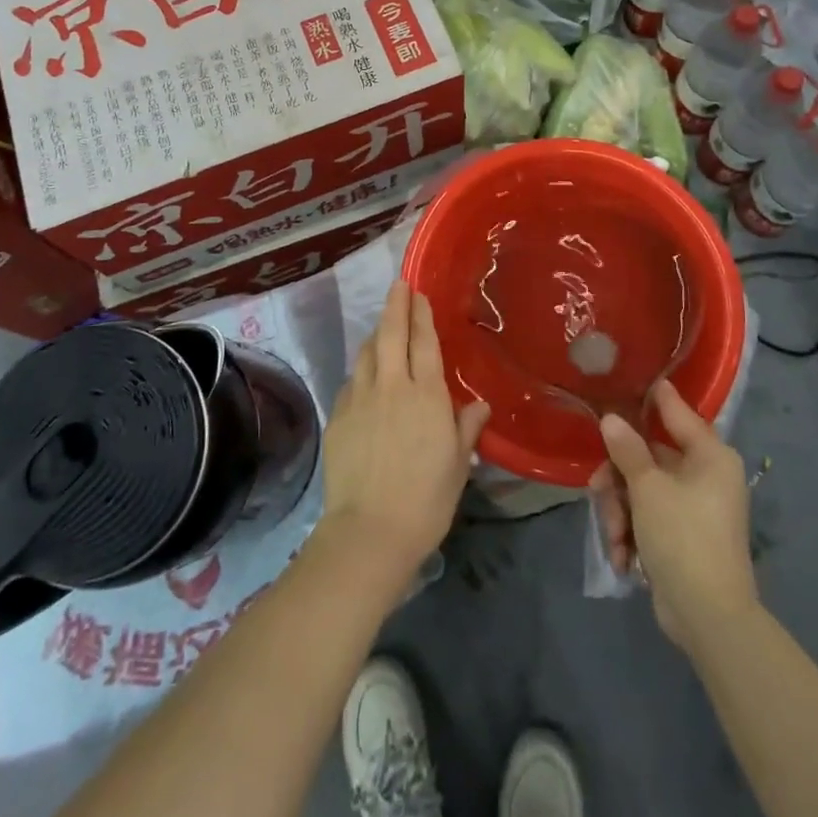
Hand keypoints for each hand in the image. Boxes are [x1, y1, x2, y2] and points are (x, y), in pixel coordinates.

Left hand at [319, 281, 489, 585]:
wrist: (370, 531)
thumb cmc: (426, 499)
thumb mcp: (457, 465)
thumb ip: (466, 428)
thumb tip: (479, 405)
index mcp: (426, 395)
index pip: (423, 342)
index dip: (420, 314)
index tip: (417, 291)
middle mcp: (392, 386)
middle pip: (391, 334)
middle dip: (395, 305)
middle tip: (398, 285)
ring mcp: (360, 399)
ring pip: (367, 353)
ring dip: (376, 335)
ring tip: (383, 327)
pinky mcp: (338, 416)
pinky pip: (352, 381)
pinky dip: (361, 370)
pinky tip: (365, 377)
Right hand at [590, 380, 758, 652]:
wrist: (709, 618)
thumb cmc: (683, 538)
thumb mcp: (648, 489)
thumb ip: (627, 450)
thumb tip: (611, 418)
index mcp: (709, 456)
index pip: (677, 412)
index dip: (653, 396)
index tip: (628, 379)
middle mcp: (705, 476)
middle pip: (648, 457)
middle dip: (618, 480)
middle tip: (598, 492)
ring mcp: (693, 508)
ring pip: (641, 490)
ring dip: (620, 513)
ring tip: (615, 539)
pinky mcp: (681, 536)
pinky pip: (647, 518)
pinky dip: (631, 534)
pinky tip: (623, 558)